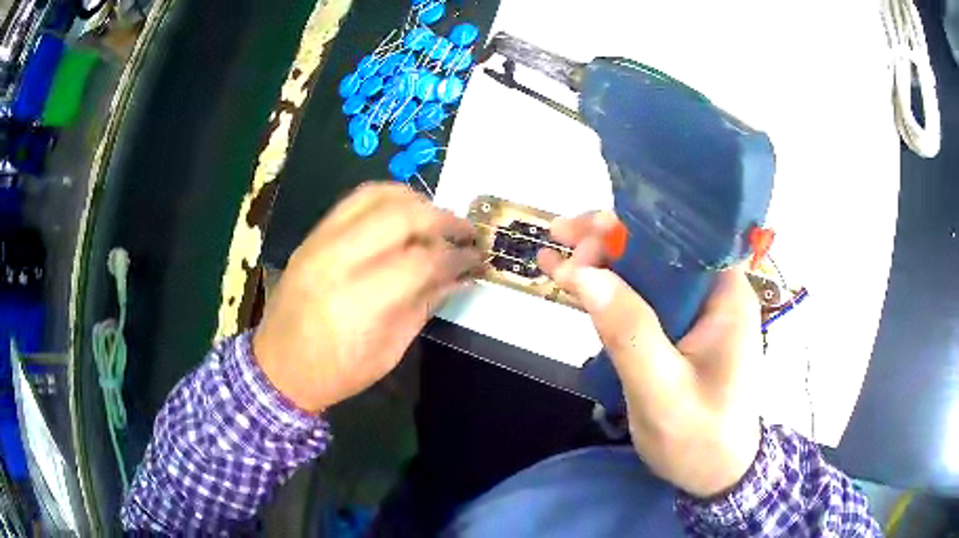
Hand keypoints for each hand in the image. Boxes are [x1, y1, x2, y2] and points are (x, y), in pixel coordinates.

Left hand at [254, 183, 480, 412]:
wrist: (278, 368)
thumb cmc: (337, 372)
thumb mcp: (390, 350)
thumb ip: (425, 304)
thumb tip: (460, 274)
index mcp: (359, 302)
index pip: (421, 260)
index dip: (457, 256)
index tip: (476, 259)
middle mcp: (337, 261)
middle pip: (401, 216)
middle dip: (443, 219)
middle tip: (464, 232)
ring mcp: (319, 242)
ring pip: (377, 196)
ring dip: (416, 201)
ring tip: (436, 219)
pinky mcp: (312, 235)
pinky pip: (354, 200)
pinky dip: (387, 198)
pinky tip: (404, 213)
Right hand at [538, 212, 762, 497]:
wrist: (715, 475)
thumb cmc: (700, 439)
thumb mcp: (663, 392)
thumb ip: (629, 333)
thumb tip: (584, 274)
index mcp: (726, 297)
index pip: (687, 235)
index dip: (637, 224)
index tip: (588, 233)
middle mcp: (714, 294)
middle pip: (662, 247)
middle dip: (610, 240)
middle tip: (560, 239)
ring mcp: (697, 313)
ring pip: (648, 271)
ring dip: (603, 262)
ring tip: (555, 255)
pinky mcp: (680, 332)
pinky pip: (644, 299)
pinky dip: (609, 291)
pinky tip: (576, 286)